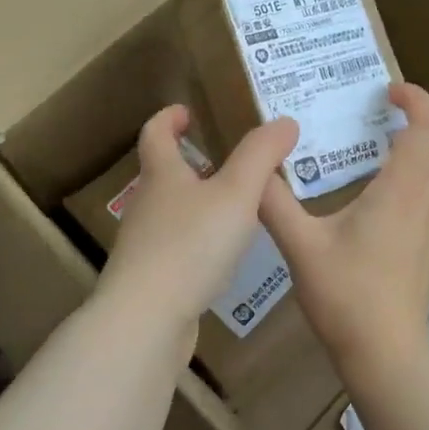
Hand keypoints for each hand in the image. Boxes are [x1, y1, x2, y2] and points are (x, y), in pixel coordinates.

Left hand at [100, 105, 298, 331]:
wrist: (147, 318)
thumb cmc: (191, 245)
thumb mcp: (237, 194)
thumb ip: (261, 156)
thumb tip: (285, 121)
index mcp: (161, 175)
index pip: (156, 133)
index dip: (169, 118)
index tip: (186, 111)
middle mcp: (146, 204)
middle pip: (161, 173)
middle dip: (187, 162)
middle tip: (222, 160)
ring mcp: (144, 244)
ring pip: (169, 212)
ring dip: (194, 202)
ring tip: (231, 207)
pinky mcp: (150, 278)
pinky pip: (174, 247)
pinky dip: (195, 240)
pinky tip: (219, 256)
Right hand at [259, 84, 428, 375]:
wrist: (385, 355)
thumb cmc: (345, 296)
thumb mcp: (299, 246)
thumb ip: (274, 203)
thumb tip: (256, 168)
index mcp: (401, 192)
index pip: (428, 129)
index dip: (416, 100)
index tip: (388, 91)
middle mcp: (427, 204)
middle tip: (397, 121)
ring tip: (393, 152)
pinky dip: (428, 181)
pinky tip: (389, 198)